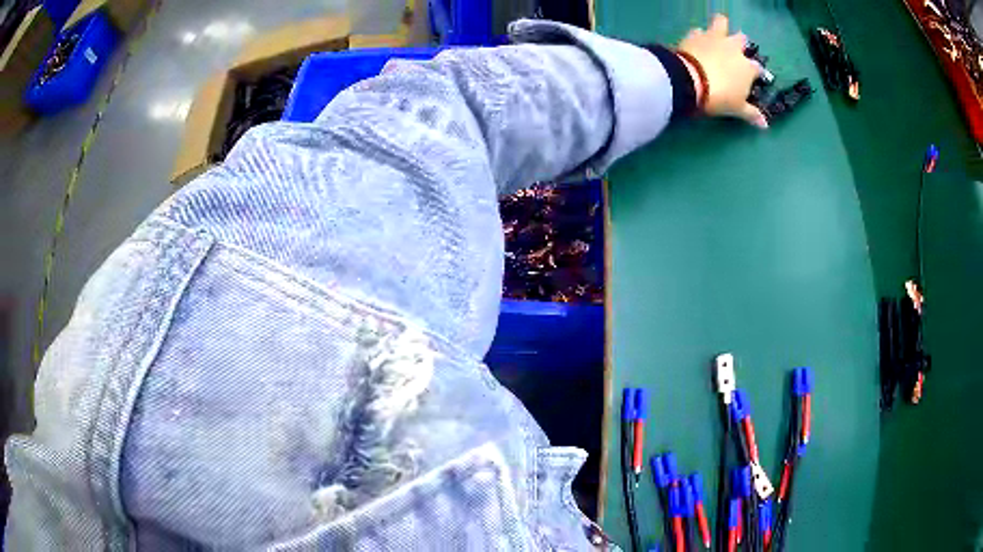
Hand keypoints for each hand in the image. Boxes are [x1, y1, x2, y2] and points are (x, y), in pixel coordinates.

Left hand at [677, 14, 767, 127]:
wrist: (691, 81)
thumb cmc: (720, 97)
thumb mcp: (737, 109)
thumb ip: (751, 114)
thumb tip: (765, 125)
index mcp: (748, 68)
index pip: (757, 68)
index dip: (755, 73)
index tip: (751, 78)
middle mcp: (734, 49)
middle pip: (742, 39)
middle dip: (740, 43)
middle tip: (734, 51)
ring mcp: (715, 39)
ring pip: (721, 23)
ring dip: (721, 26)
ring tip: (718, 32)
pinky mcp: (695, 35)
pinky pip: (698, 30)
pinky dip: (698, 34)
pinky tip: (696, 39)